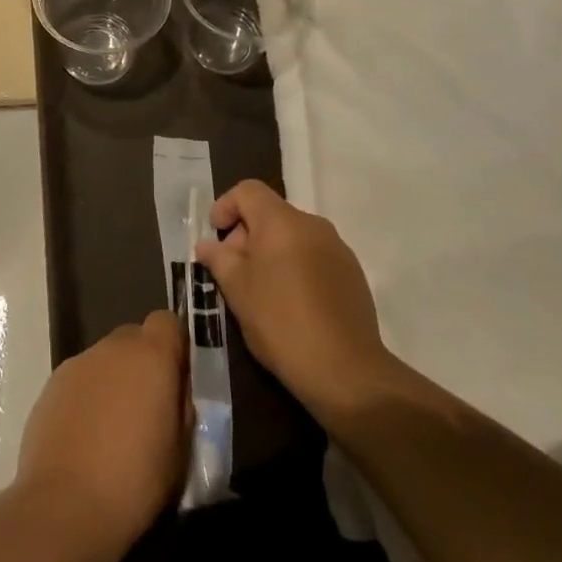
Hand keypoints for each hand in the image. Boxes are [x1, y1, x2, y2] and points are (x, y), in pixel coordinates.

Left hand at [14, 310, 186, 554]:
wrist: (65, 506)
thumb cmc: (136, 481)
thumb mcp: (181, 449)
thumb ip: (180, 406)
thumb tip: (175, 389)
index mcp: (151, 355)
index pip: (167, 321)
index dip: (174, 345)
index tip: (176, 379)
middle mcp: (112, 348)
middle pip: (134, 338)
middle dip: (143, 364)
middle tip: (148, 408)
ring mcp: (77, 364)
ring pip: (105, 360)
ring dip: (114, 380)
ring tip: (113, 429)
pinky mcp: (51, 385)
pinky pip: (80, 380)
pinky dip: (87, 397)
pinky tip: (86, 438)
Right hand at [196, 181, 401, 430]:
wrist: (345, 370)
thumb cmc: (280, 322)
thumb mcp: (237, 290)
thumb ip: (219, 259)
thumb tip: (208, 245)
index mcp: (282, 221)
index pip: (248, 191)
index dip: (225, 206)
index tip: (214, 236)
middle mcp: (313, 225)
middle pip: (271, 213)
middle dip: (246, 234)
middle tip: (232, 271)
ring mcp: (338, 248)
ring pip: (294, 236)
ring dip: (271, 252)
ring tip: (259, 290)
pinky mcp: (353, 274)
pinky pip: (315, 256)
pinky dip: (295, 266)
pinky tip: (290, 303)